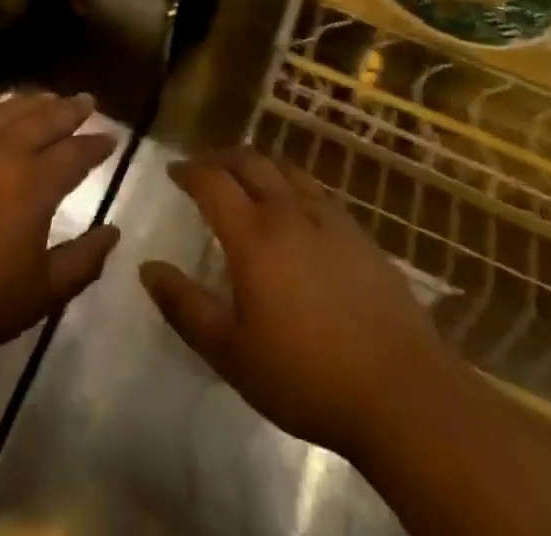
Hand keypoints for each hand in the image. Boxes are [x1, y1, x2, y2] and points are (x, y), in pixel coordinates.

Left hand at [0, 91, 119, 370]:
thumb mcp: (39, 295)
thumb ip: (82, 262)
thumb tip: (112, 233)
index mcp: (36, 184)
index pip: (76, 153)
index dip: (96, 144)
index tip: (110, 136)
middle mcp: (6, 149)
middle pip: (46, 118)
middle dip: (71, 109)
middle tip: (87, 100)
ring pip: (10, 107)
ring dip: (34, 100)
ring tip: (49, 97)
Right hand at [139, 149, 457, 469]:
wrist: (403, 392)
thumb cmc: (307, 376)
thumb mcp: (232, 353)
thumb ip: (185, 307)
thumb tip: (147, 268)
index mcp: (253, 235)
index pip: (212, 181)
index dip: (188, 170)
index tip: (173, 172)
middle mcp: (288, 212)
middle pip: (249, 162)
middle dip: (220, 158)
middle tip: (204, 168)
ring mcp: (329, 219)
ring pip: (286, 169)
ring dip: (258, 165)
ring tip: (246, 179)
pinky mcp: (360, 234)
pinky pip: (316, 191)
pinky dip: (292, 185)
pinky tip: (295, 210)